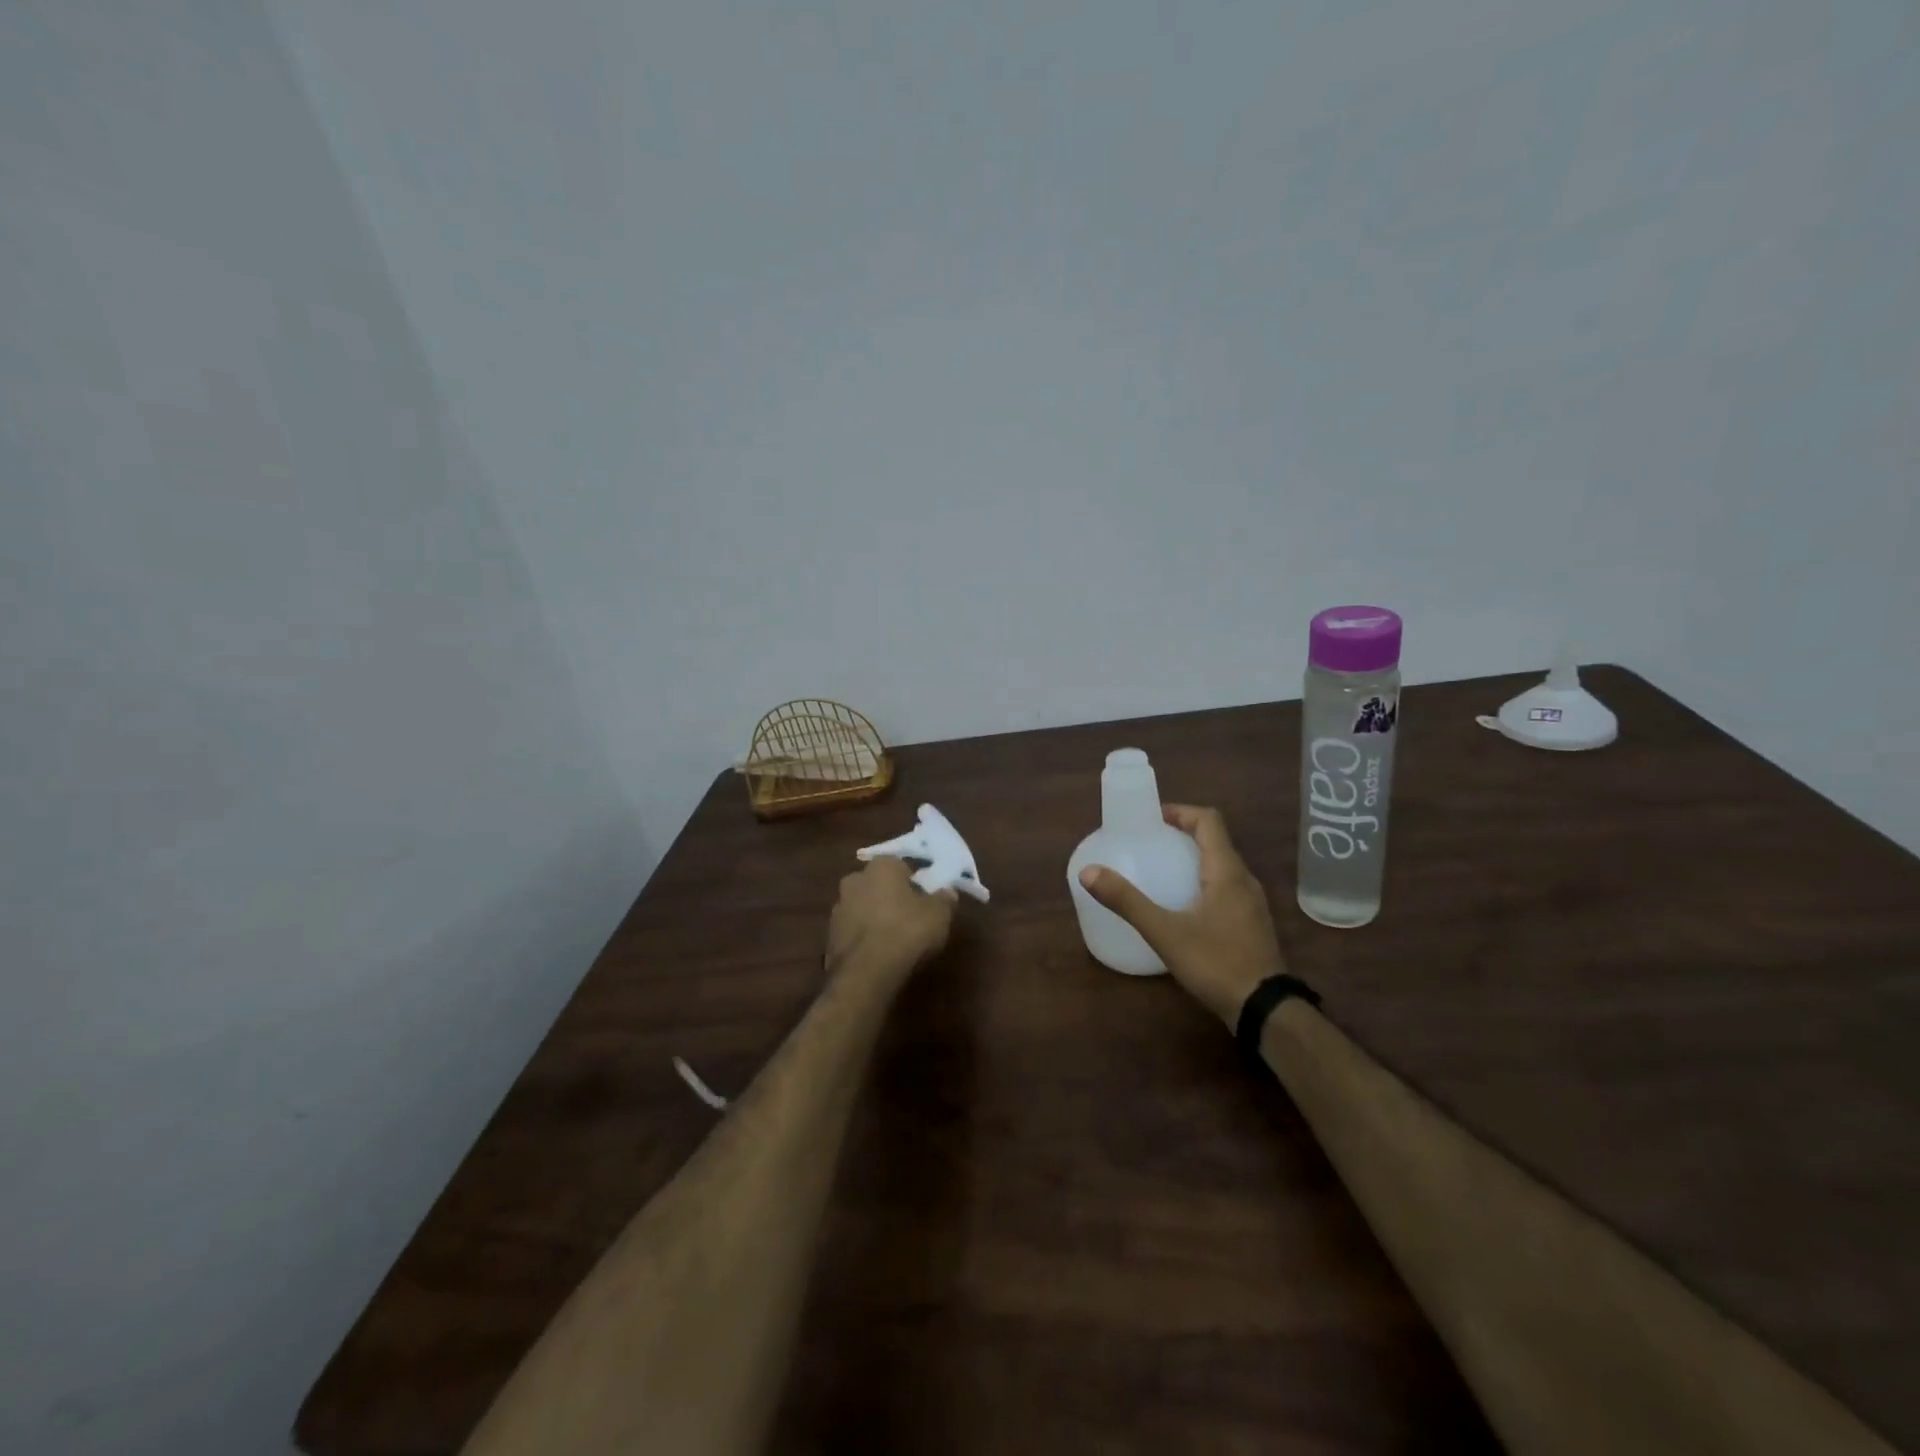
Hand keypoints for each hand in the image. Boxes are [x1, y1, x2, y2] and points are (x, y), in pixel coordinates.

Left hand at [827, 857, 956, 984]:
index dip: (915, 882)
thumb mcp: (939, 914)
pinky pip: (854, 931)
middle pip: (878, 885)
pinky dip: (865, 938)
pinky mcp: (829, 936)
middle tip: (910, 917)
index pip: (901, 866)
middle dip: (891, 897)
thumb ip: (944, 899)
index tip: (925, 899)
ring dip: (875, 917)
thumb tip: (947, 892)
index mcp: (881, 866)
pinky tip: (879, 954)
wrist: (867, 973)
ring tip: (895, 940)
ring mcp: (838, 908)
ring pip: (863, 907)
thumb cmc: (907, 931)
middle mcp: (855, 879)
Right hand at [1078, 804, 1285, 1028]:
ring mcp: (1252, 904)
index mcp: (1227, 871)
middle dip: (1182, 835)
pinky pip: (1226, 888)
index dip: (1180, 812)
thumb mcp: (1165, 932)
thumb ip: (1127, 901)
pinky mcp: (1252, 925)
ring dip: (1194, 859)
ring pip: (1223, 866)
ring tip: (1162, 871)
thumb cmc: (1216, 963)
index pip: (1209, 821)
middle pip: (1215, 841)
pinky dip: (1203, 883)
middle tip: (1149, 844)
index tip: (1152, 819)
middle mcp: (1244, 880)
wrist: (1265, 1010)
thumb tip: (1088, 872)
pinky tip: (1183, 906)